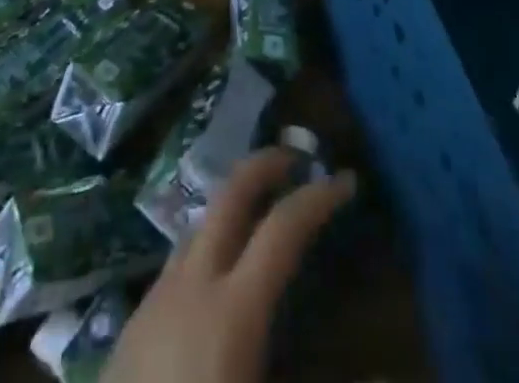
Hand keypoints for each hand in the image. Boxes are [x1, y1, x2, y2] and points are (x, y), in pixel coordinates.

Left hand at [104, 147, 356, 382]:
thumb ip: (319, 376)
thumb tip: (384, 369)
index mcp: (233, 310)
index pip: (283, 228)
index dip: (319, 198)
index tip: (346, 180)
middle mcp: (193, 284)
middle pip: (230, 194)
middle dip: (266, 165)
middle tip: (297, 159)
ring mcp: (157, 297)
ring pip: (201, 221)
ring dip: (235, 203)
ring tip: (263, 211)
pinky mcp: (134, 321)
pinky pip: (179, 259)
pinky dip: (209, 243)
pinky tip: (219, 276)